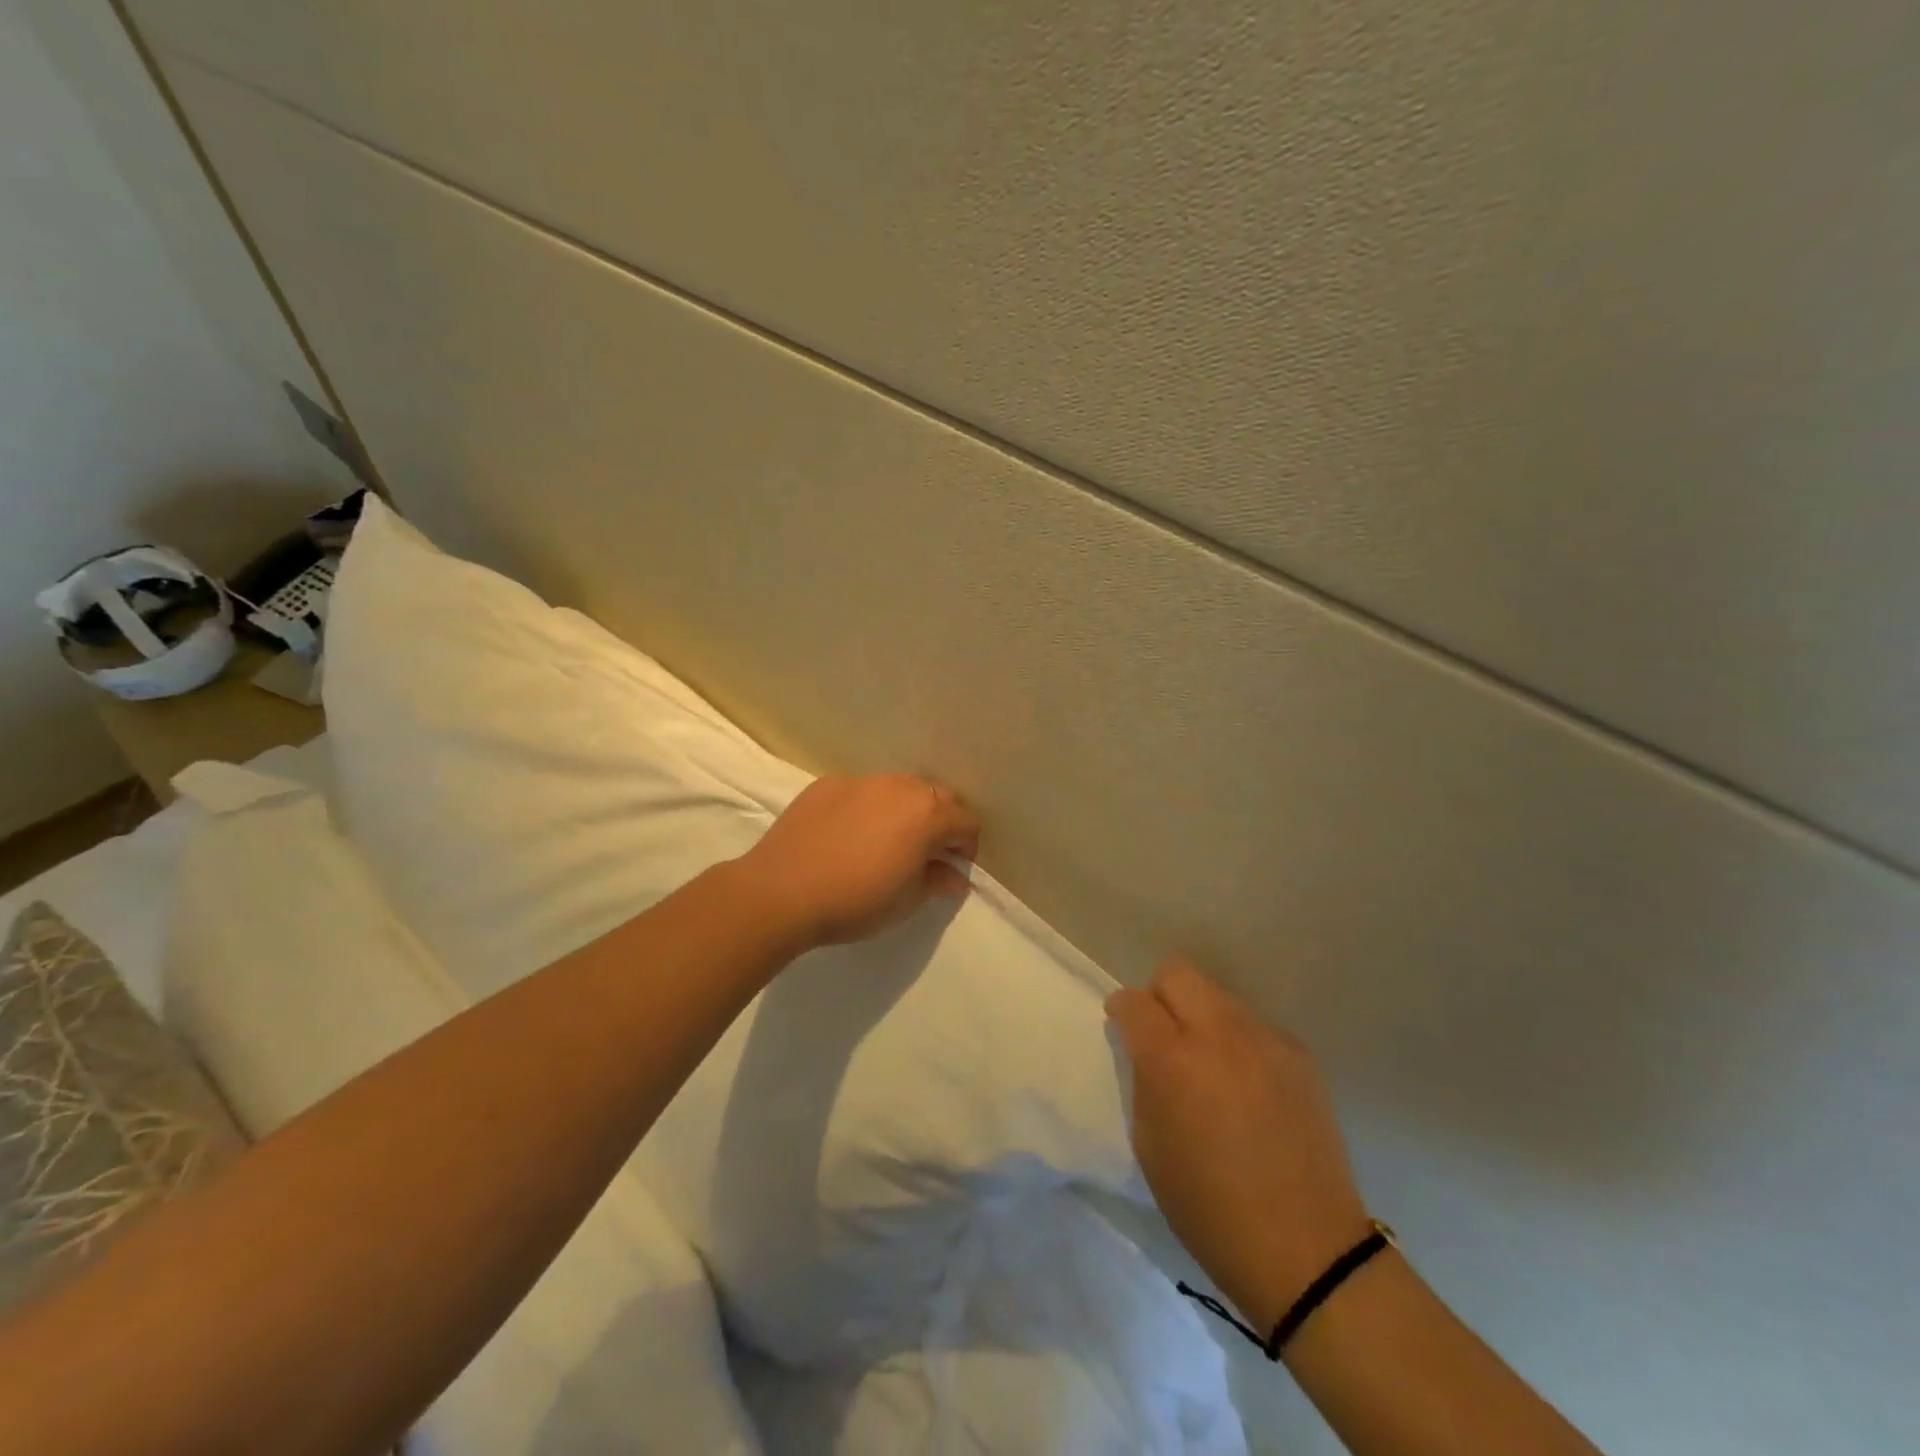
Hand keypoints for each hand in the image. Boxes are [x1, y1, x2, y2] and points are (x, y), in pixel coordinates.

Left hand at [732, 773, 980, 951]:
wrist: (781, 892)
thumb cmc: (855, 901)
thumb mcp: (906, 901)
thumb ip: (937, 882)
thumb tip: (956, 877)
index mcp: (927, 814)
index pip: (966, 821)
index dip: (967, 845)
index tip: (955, 867)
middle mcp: (899, 787)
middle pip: (936, 796)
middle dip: (941, 821)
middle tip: (928, 852)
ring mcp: (861, 781)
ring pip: (898, 788)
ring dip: (905, 809)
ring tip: (888, 839)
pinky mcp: (827, 784)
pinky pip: (862, 791)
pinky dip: (868, 807)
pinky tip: (849, 834)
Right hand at [1107, 959, 1369, 1333]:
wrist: (1306, 1251)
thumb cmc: (1209, 1208)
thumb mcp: (1150, 1144)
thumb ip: (1144, 1080)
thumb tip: (1147, 1049)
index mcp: (1172, 1060)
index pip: (1134, 1001)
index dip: (1121, 1010)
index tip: (1122, 1027)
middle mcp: (1219, 1033)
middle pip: (1178, 972)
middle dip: (1160, 995)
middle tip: (1162, 1036)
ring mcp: (1265, 1039)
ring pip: (1218, 995)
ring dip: (1201, 1016)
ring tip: (1210, 1065)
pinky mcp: (1300, 1054)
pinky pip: (1254, 1025)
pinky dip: (1238, 1041)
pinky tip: (1247, 1085)